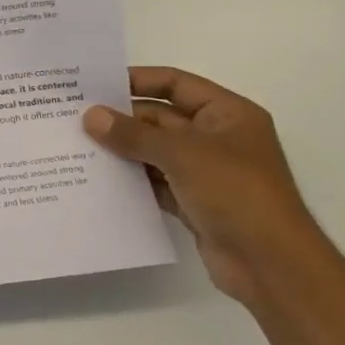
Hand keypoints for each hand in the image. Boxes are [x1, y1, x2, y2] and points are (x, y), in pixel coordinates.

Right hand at [83, 67, 325, 303]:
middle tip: (74, 119)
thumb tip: (90, 116)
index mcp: (227, 114)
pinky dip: (131, 180)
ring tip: (76, 147)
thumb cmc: (236, 192)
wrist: (270, 263)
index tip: (96, 84)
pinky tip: (97, 179)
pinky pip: (155, 183)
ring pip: (154, 152)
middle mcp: (217, 138)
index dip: (138, 80)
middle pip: (161, 119)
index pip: (176, 84)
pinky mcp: (193, 203)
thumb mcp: (182, 154)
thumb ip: (134, 134)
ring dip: (122, 151)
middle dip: (122, 120)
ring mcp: (205, 172)